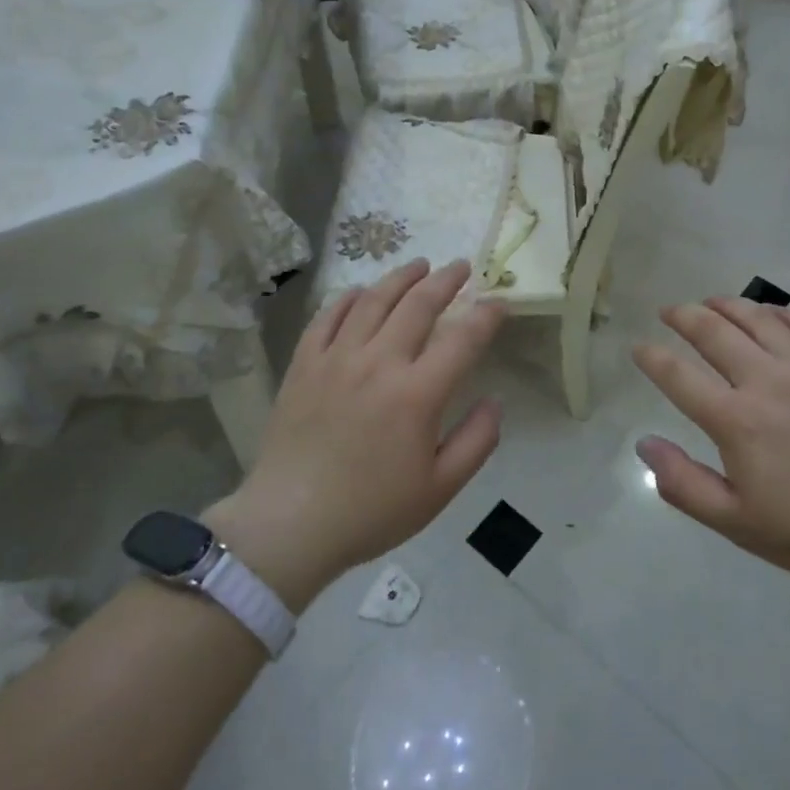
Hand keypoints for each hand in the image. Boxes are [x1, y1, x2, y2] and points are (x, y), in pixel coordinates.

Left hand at [203, 259, 506, 608]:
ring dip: (401, 277)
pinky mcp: (304, 364)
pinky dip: (349, 298)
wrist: (290, 524)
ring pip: (373, 300)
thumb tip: (495, 401)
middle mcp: (378, 363)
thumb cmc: (371, 511)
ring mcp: (336, 358)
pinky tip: (362, 292)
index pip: (463, 339)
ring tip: (419, 265)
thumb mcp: (440, 489)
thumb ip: (477, 441)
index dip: (487, 316)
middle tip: (461, 267)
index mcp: (417, 394)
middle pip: (419, 305)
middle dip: (446, 280)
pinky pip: (328, 316)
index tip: (500, 303)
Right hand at [632, 297, 789, 602]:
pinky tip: (772, 316)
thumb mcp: (737, 523)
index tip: (639, 347)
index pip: (678, 375)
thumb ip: (683, 484)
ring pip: (758, 318)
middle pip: (713, 331)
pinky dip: (781, 314)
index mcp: (736, 420)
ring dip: (727, 304)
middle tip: (669, 312)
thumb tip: (645, 443)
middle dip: (683, 316)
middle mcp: (767, 380)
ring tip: (711, 302)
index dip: (652, 357)